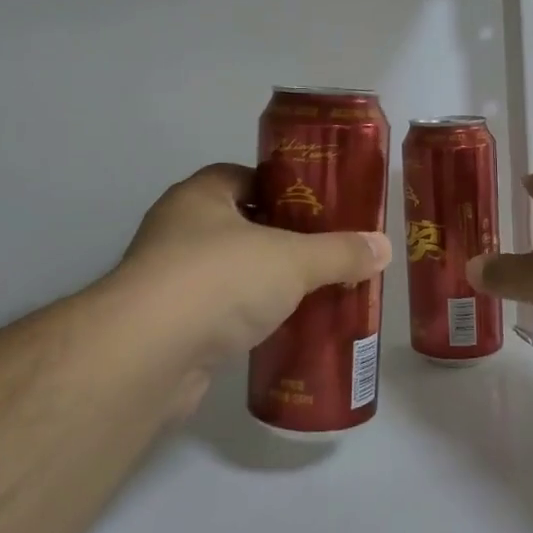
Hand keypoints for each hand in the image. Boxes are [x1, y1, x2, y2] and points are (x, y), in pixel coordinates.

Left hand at [117, 163, 391, 386]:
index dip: (281, 188)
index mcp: (200, 196)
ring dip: (263, 283)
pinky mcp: (170, 327)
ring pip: (229, 272)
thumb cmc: (219, 280)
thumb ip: (338, 252)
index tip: (317, 207)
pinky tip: (281, 331)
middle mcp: (178, 230)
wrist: (149, 355)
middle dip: (280, 239)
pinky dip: (247, 319)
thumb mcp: (292, 259)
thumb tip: (383, 247)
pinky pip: (219, 313)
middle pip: (239, 226)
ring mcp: (169, 280)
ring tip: (312, 292)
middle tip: (325, 252)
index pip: (243, 177)